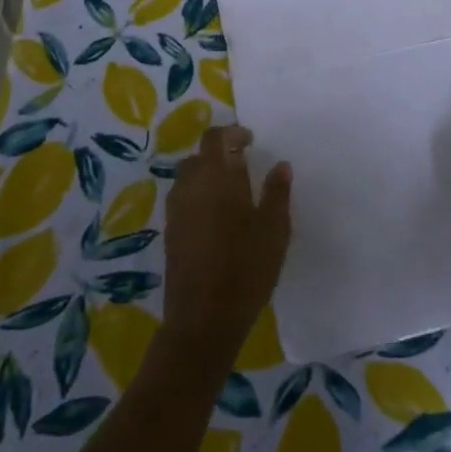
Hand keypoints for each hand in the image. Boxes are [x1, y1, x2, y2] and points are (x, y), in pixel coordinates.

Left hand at [160, 126, 291, 367]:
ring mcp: (176, 211)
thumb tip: (280, 165)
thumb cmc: (245, 270)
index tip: (250, 140)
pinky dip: (198, 196)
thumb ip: (276, 193)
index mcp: (217, 178)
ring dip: (206, 175)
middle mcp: (190, 187)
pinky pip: (183, 200)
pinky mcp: (170, 233)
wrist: (203, 319)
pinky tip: (216, 218)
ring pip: (187, 178)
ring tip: (231, 192)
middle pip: (198, 156)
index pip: (215, 138)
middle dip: (218, 154)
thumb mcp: (274, 231)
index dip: (231, 132)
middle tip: (243, 164)